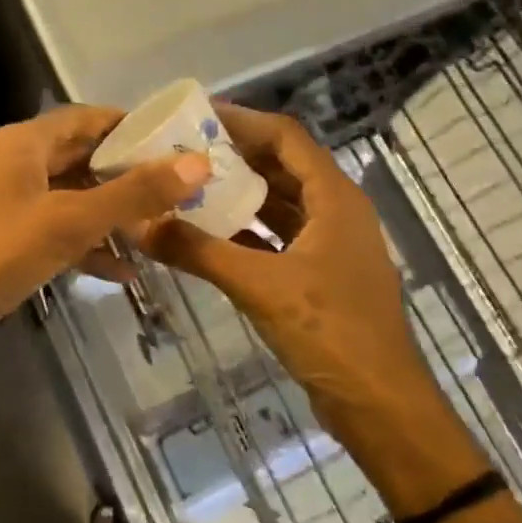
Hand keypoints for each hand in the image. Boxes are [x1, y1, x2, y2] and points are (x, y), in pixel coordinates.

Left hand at [0, 106, 209, 357]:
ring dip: (109, 215)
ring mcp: (0, 200)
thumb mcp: (67, 223)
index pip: (89, 118)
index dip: (132, 127)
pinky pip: (49, 229)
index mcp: (24, 142)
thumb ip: (133, 195)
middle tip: (176, 192)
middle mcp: (11, 162)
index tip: (176, 143)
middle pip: (80, 158)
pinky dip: (82, 243)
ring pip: (67, 197)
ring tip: (158, 233)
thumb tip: (197, 163)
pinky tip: (120, 271)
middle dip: (126, 176)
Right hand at [143, 105, 484, 510]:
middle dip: (236, 156)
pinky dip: (247, 233)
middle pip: (283, 166)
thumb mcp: (261, 287)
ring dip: (240, 195)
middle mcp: (336, 212)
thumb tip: (141, 224)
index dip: (243, 121)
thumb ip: (199, 252)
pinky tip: (209, 236)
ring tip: (190, 187)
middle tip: (183, 152)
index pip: (286, 138)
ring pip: (280, 204)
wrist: (380, 405)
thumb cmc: (330, 332)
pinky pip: (279, 238)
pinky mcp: (321, 276)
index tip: (197, 117)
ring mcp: (331, 245)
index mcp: (334, 198)